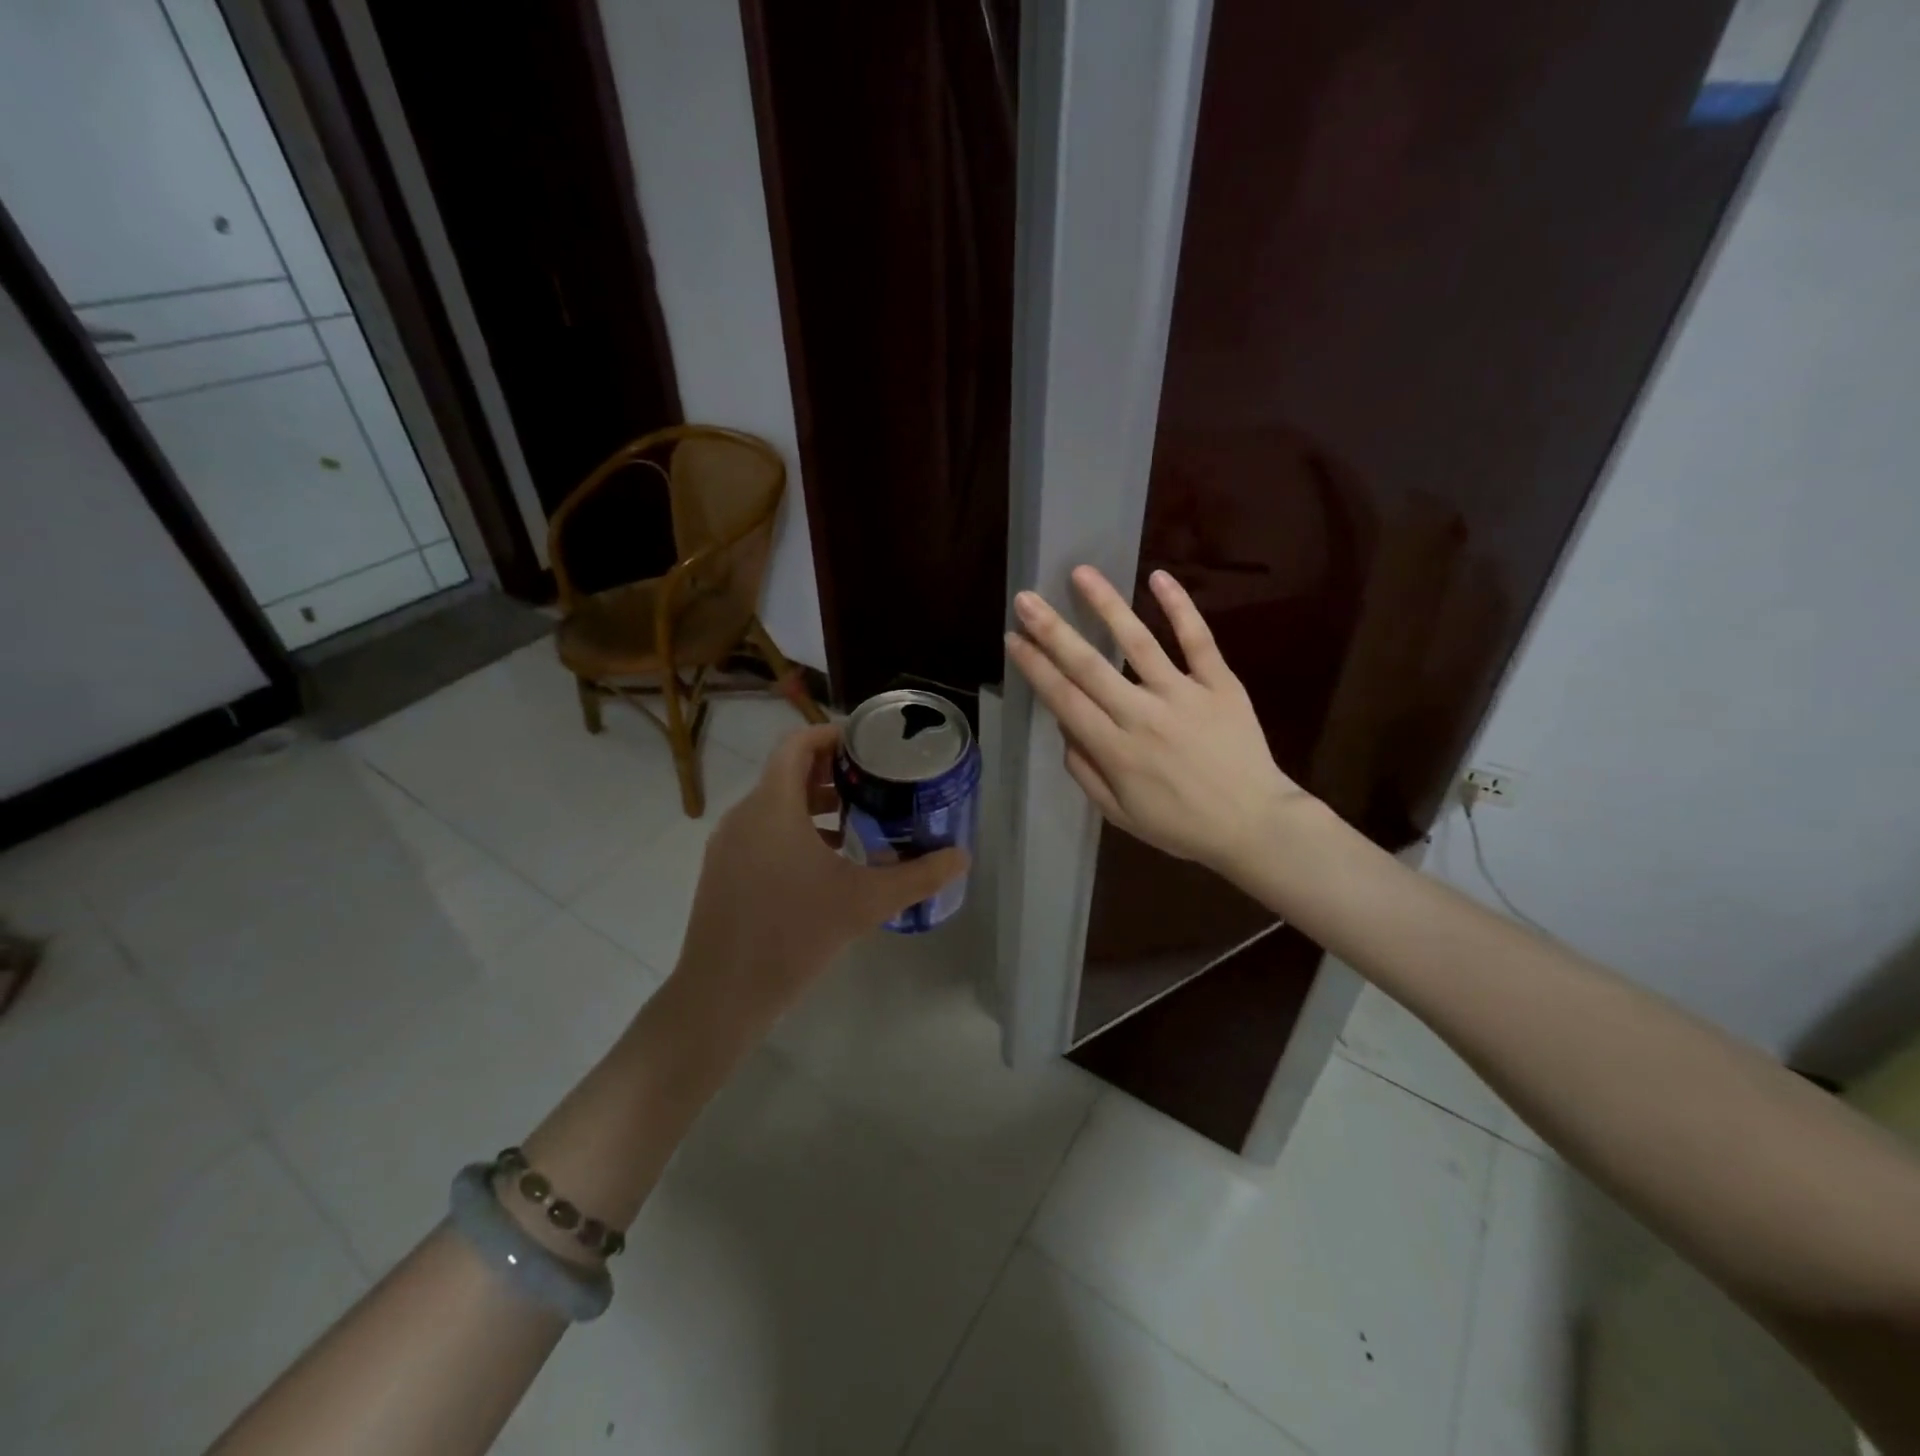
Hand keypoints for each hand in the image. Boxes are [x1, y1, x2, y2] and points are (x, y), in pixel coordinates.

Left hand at [669, 724, 967, 1048]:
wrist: (722, 995)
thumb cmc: (793, 935)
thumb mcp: (865, 902)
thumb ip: (917, 876)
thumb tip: (961, 857)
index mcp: (772, 806)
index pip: (796, 744)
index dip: (831, 735)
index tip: (868, 745)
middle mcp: (744, 816)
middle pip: (787, 773)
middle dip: (831, 772)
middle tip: (874, 782)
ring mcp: (728, 846)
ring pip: (774, 805)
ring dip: (813, 804)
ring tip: (857, 819)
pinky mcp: (723, 872)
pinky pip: (761, 832)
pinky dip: (794, 831)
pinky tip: (826, 863)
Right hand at [1006, 565, 1311, 874]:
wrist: (1255, 826)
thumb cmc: (1182, 825)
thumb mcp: (1120, 814)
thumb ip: (1086, 772)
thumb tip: (1064, 729)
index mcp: (1116, 751)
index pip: (1065, 700)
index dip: (1035, 668)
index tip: (1013, 640)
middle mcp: (1143, 716)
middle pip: (1089, 666)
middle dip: (1052, 631)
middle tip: (1026, 598)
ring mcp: (1184, 695)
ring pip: (1138, 643)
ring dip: (1106, 605)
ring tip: (1081, 572)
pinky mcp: (1220, 685)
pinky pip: (1198, 641)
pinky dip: (1180, 608)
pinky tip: (1159, 577)